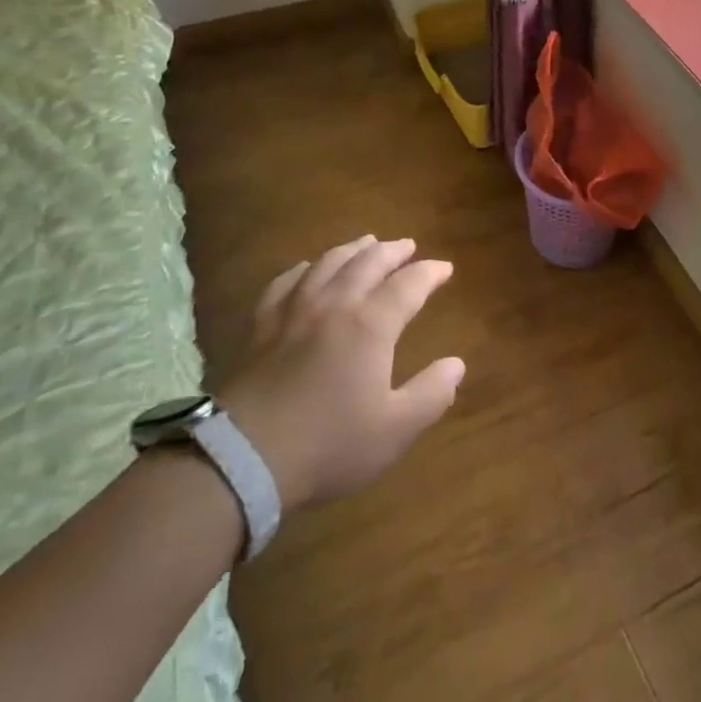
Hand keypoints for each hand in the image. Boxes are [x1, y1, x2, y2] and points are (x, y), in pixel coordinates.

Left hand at [217, 235, 464, 510]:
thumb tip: (456, 364)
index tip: (445, 268)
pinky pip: (285, 282)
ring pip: (328, 263)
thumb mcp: (394, 430)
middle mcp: (335, 304)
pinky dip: (304, 268)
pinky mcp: (262, 326)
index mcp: (371, 324)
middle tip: (408, 246)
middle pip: (368, 262)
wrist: (244, 458)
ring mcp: (294, 311)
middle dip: (393, 251)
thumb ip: (431, 394)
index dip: (430, 273)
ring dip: (353, 249)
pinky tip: (307, 268)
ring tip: (367, 243)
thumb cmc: (328, 444)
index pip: (409, 284)